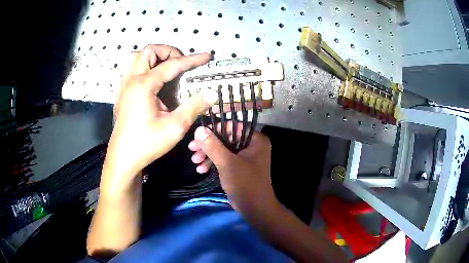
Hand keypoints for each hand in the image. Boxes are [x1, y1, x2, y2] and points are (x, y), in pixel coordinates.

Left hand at [102, 45, 217, 192]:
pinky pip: (131, 69)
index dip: (192, 59)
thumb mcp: (175, 128)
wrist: (123, 159)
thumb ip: (194, 107)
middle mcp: (131, 80)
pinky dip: (143, 67)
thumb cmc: (147, 144)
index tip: (206, 57)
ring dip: (153, 57)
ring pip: (136, 57)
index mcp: (144, 85)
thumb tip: (212, 93)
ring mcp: (123, 86)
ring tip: (165, 68)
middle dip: (168, 52)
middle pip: (149, 51)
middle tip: (181, 65)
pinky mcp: (121, 93)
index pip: (172, 64)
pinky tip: (152, 81)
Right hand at [189, 124, 278, 213]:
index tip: (199, 135)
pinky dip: (213, 163)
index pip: (234, 126)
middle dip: (208, 145)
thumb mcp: (227, 163)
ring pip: (223, 150)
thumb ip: (213, 145)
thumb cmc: (245, 183)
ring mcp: (246, 157)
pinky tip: (201, 169)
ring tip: (194, 161)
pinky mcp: (240, 167)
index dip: (215, 129)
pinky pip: (225, 160)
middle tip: (191, 149)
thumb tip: (199, 129)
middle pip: (226, 138)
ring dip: (208, 155)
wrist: (255, 209)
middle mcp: (252, 145)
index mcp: (255, 140)